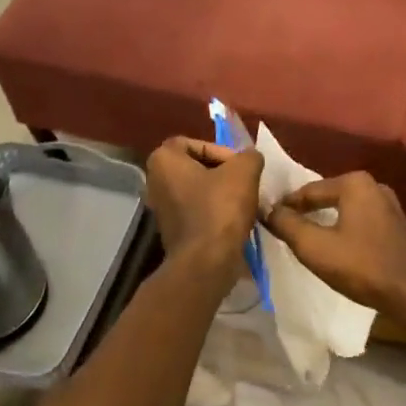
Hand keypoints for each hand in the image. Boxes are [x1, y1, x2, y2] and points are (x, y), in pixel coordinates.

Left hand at [144, 138, 263, 276]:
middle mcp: (154, 181)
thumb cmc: (220, 209)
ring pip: (198, 190)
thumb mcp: (244, 171)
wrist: (206, 262)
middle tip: (244, 182)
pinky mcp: (172, 231)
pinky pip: (197, 211)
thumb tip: (250, 158)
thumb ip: (249, 156)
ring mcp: (161, 209)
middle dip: (223, 173)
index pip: (196, 143)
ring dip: (221, 194)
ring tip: (244, 202)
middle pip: (196, 167)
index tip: (238, 167)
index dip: (221, 151)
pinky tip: (234, 221)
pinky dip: (215, 213)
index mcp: (163, 160)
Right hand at [263, 172, 405, 319]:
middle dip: (307, 212)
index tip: (267, 219)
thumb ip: (287, 225)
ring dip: (327, 223)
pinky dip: (346, 231)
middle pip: (328, 197)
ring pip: (346, 211)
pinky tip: (338, 249)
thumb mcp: (315, 248)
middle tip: (285, 229)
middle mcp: (374, 186)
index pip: (308, 191)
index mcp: (354, 183)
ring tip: (308, 240)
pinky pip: (362, 222)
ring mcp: (391, 206)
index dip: (285, 206)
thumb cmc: (362, 265)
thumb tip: (268, 210)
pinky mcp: (399, 227)